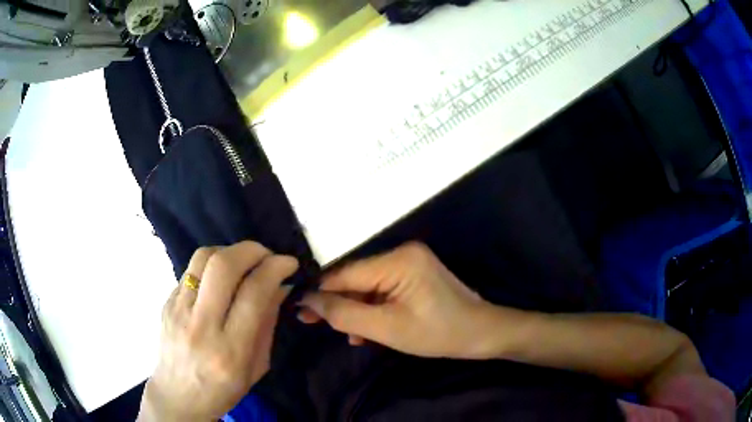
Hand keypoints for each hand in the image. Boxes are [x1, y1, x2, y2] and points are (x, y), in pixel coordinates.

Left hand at [138, 241, 297, 421]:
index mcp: (230, 350)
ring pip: (202, 258)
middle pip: (223, 266)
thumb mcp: (257, 367)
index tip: (288, 263)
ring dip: (229, 251)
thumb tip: (280, 287)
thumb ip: (267, 324)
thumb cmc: (223, 389)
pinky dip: (211, 266)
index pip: (253, 294)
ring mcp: (178, 310)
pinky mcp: (166, 302)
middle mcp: (201, 325)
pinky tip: (219, 280)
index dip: (274, 269)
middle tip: (266, 255)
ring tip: (242, 262)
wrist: (178, 395)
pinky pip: (191, 270)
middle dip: (252, 250)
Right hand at [299, 242, 494, 358]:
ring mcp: (409, 262)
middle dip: (338, 303)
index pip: (345, 273)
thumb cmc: (437, 334)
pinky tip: (367, 330)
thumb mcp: (386, 329)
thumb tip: (308, 300)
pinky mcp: (413, 274)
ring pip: (367, 286)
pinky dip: (372, 308)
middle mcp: (402, 252)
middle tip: (312, 323)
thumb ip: (344, 314)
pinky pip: (382, 289)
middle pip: (356, 278)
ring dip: (356, 310)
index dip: (320, 292)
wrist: (480, 333)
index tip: (298, 309)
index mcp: (398, 259)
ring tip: (351, 336)